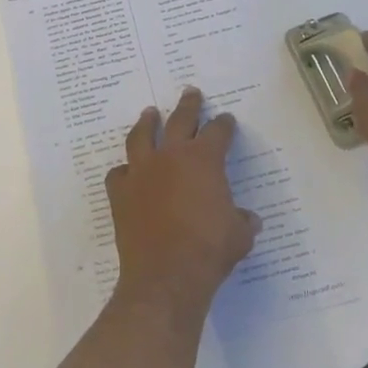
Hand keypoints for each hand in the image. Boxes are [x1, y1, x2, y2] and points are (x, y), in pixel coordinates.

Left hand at [107, 88, 260, 313]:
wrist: (166, 275)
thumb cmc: (209, 250)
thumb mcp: (239, 235)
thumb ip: (242, 221)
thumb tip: (248, 219)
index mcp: (203, 160)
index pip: (217, 132)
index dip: (224, 124)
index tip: (227, 120)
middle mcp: (171, 156)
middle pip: (180, 120)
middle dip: (188, 105)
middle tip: (191, 92)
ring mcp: (141, 171)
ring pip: (142, 136)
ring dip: (147, 123)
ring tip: (149, 113)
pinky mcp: (120, 192)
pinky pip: (119, 173)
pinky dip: (124, 171)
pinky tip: (127, 172)